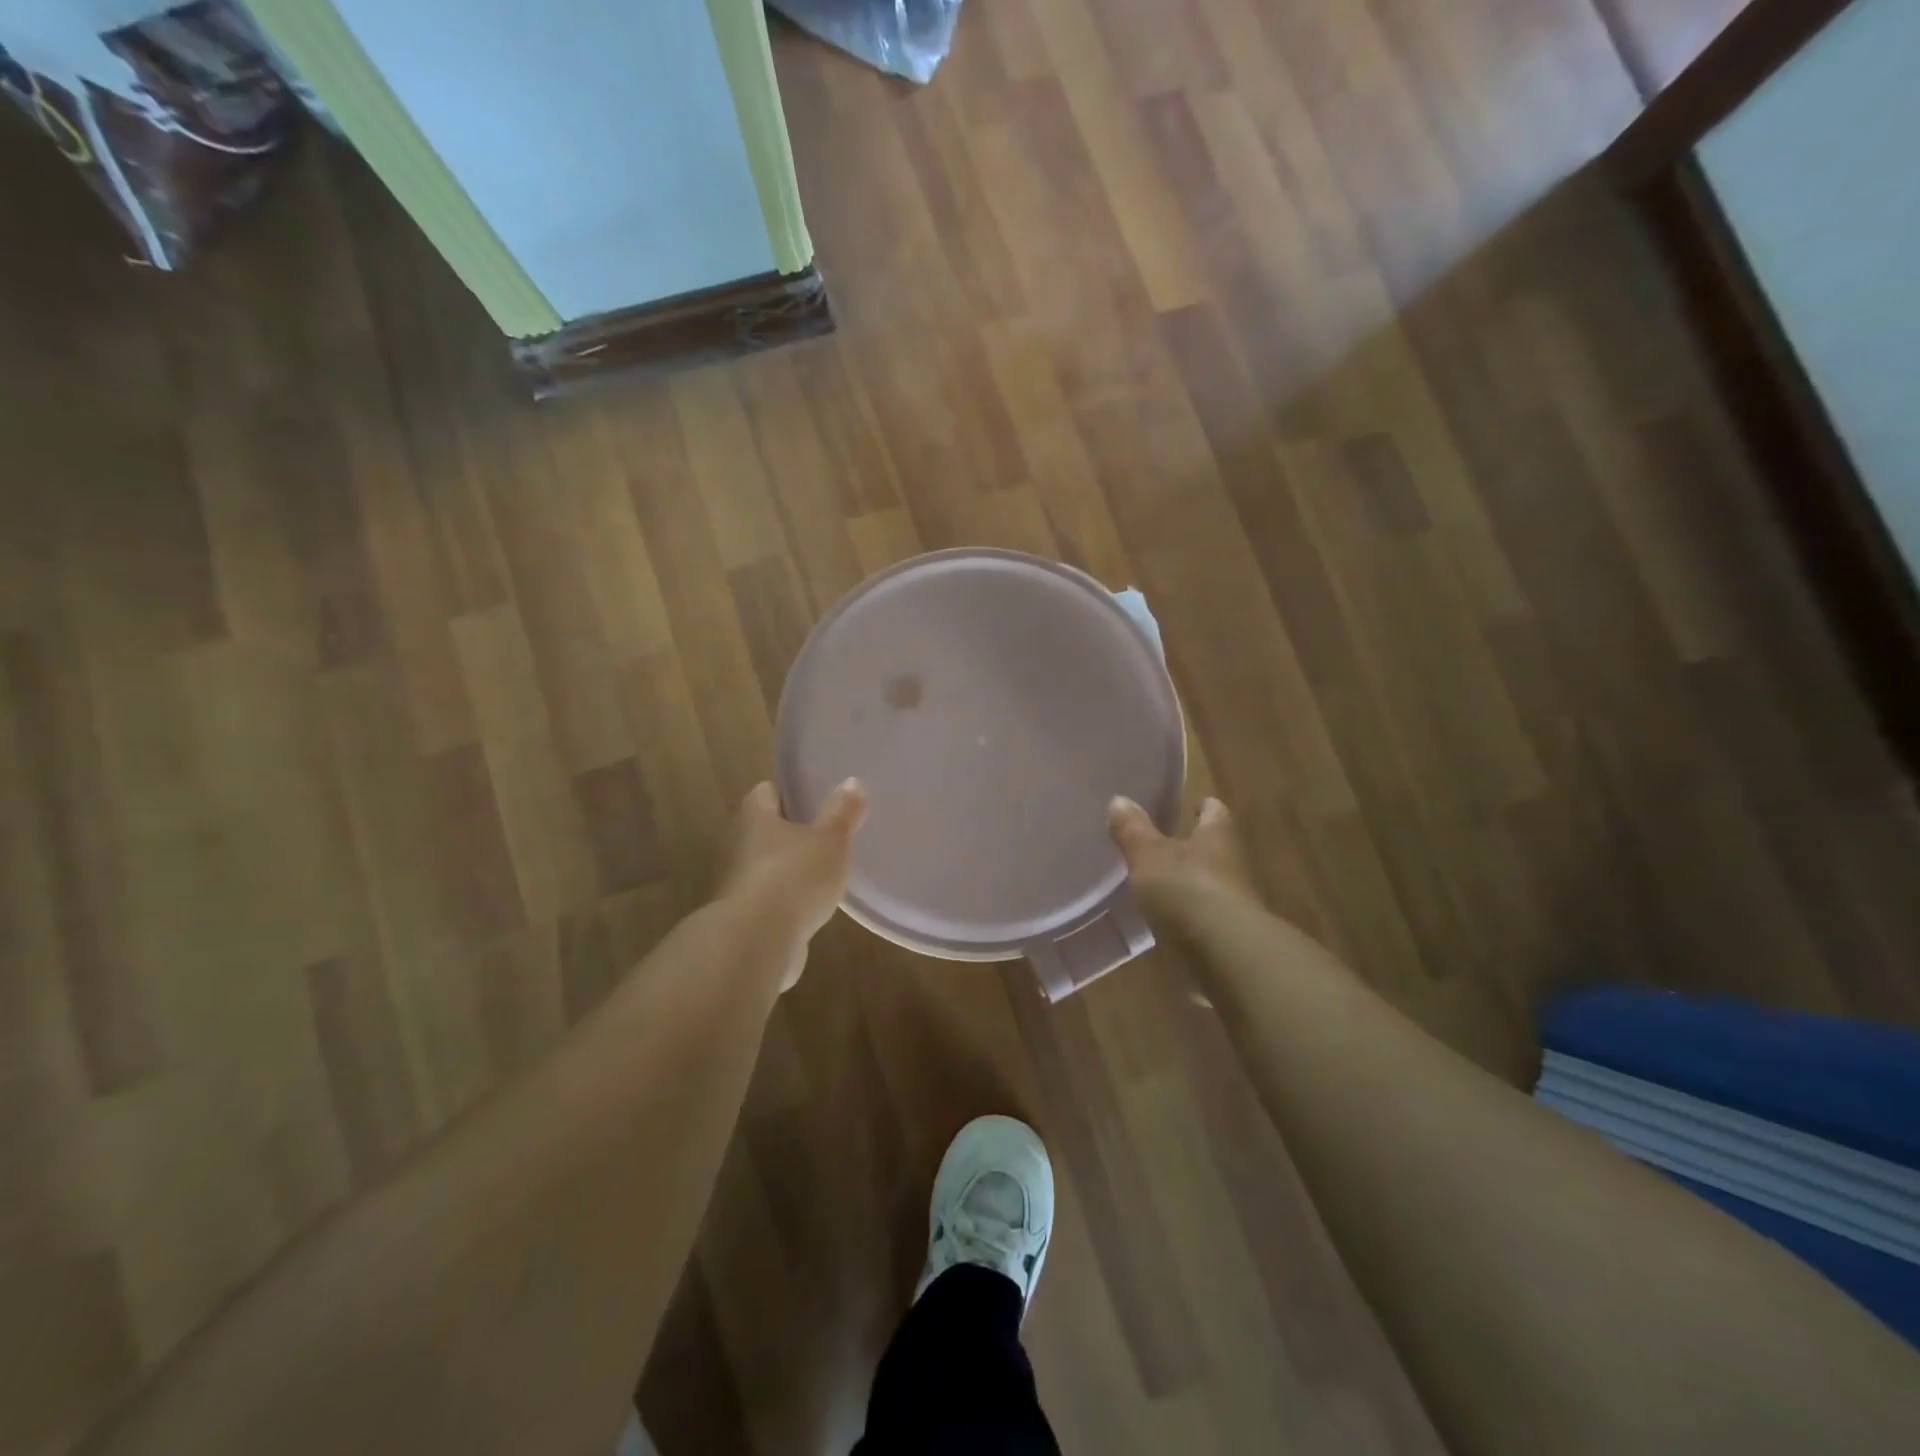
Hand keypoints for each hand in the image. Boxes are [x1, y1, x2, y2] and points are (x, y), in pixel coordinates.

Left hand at [720, 779, 866, 989]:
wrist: (758, 942)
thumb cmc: (794, 876)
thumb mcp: (830, 840)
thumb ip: (842, 812)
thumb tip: (852, 780)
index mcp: (757, 820)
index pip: (764, 793)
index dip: (783, 791)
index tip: (808, 794)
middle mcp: (741, 848)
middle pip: (762, 830)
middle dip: (788, 831)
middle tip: (822, 831)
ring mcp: (741, 886)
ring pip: (765, 867)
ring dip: (787, 868)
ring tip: (821, 870)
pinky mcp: (747, 920)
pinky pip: (770, 901)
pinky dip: (787, 901)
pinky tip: (811, 907)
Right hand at [1108, 794, 1258, 926]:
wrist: (1224, 955)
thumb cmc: (1186, 889)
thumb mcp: (1148, 855)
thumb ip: (1133, 830)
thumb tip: (1119, 799)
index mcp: (1216, 836)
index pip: (1214, 811)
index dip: (1202, 806)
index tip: (1189, 804)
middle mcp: (1230, 865)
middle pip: (1212, 848)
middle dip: (1190, 846)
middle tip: (1160, 844)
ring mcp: (1231, 903)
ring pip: (1207, 884)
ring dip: (1186, 883)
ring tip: (1155, 883)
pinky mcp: (1223, 937)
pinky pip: (1201, 919)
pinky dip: (1185, 918)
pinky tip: (1163, 922)